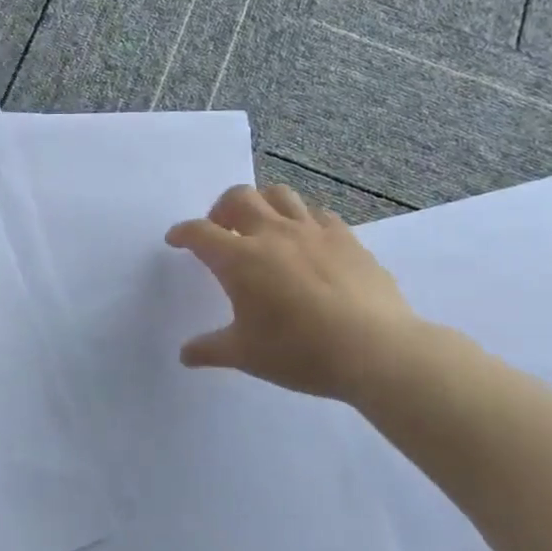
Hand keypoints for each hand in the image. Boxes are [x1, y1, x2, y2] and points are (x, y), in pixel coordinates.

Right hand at [166, 184, 424, 401]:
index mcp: (240, 259)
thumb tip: (185, 354)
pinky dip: (302, 219)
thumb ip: (210, 349)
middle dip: (221, 208)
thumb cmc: (299, 352)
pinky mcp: (346, 238)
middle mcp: (272, 234)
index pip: (200, 232)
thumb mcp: (245, 355)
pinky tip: (306, 241)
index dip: (183, 233)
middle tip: (220, 230)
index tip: (176, 239)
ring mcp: (313, 231)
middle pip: (239, 197)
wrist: (376, 350)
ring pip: (279, 194)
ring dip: (261, 203)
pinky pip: (318, 213)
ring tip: (261, 226)